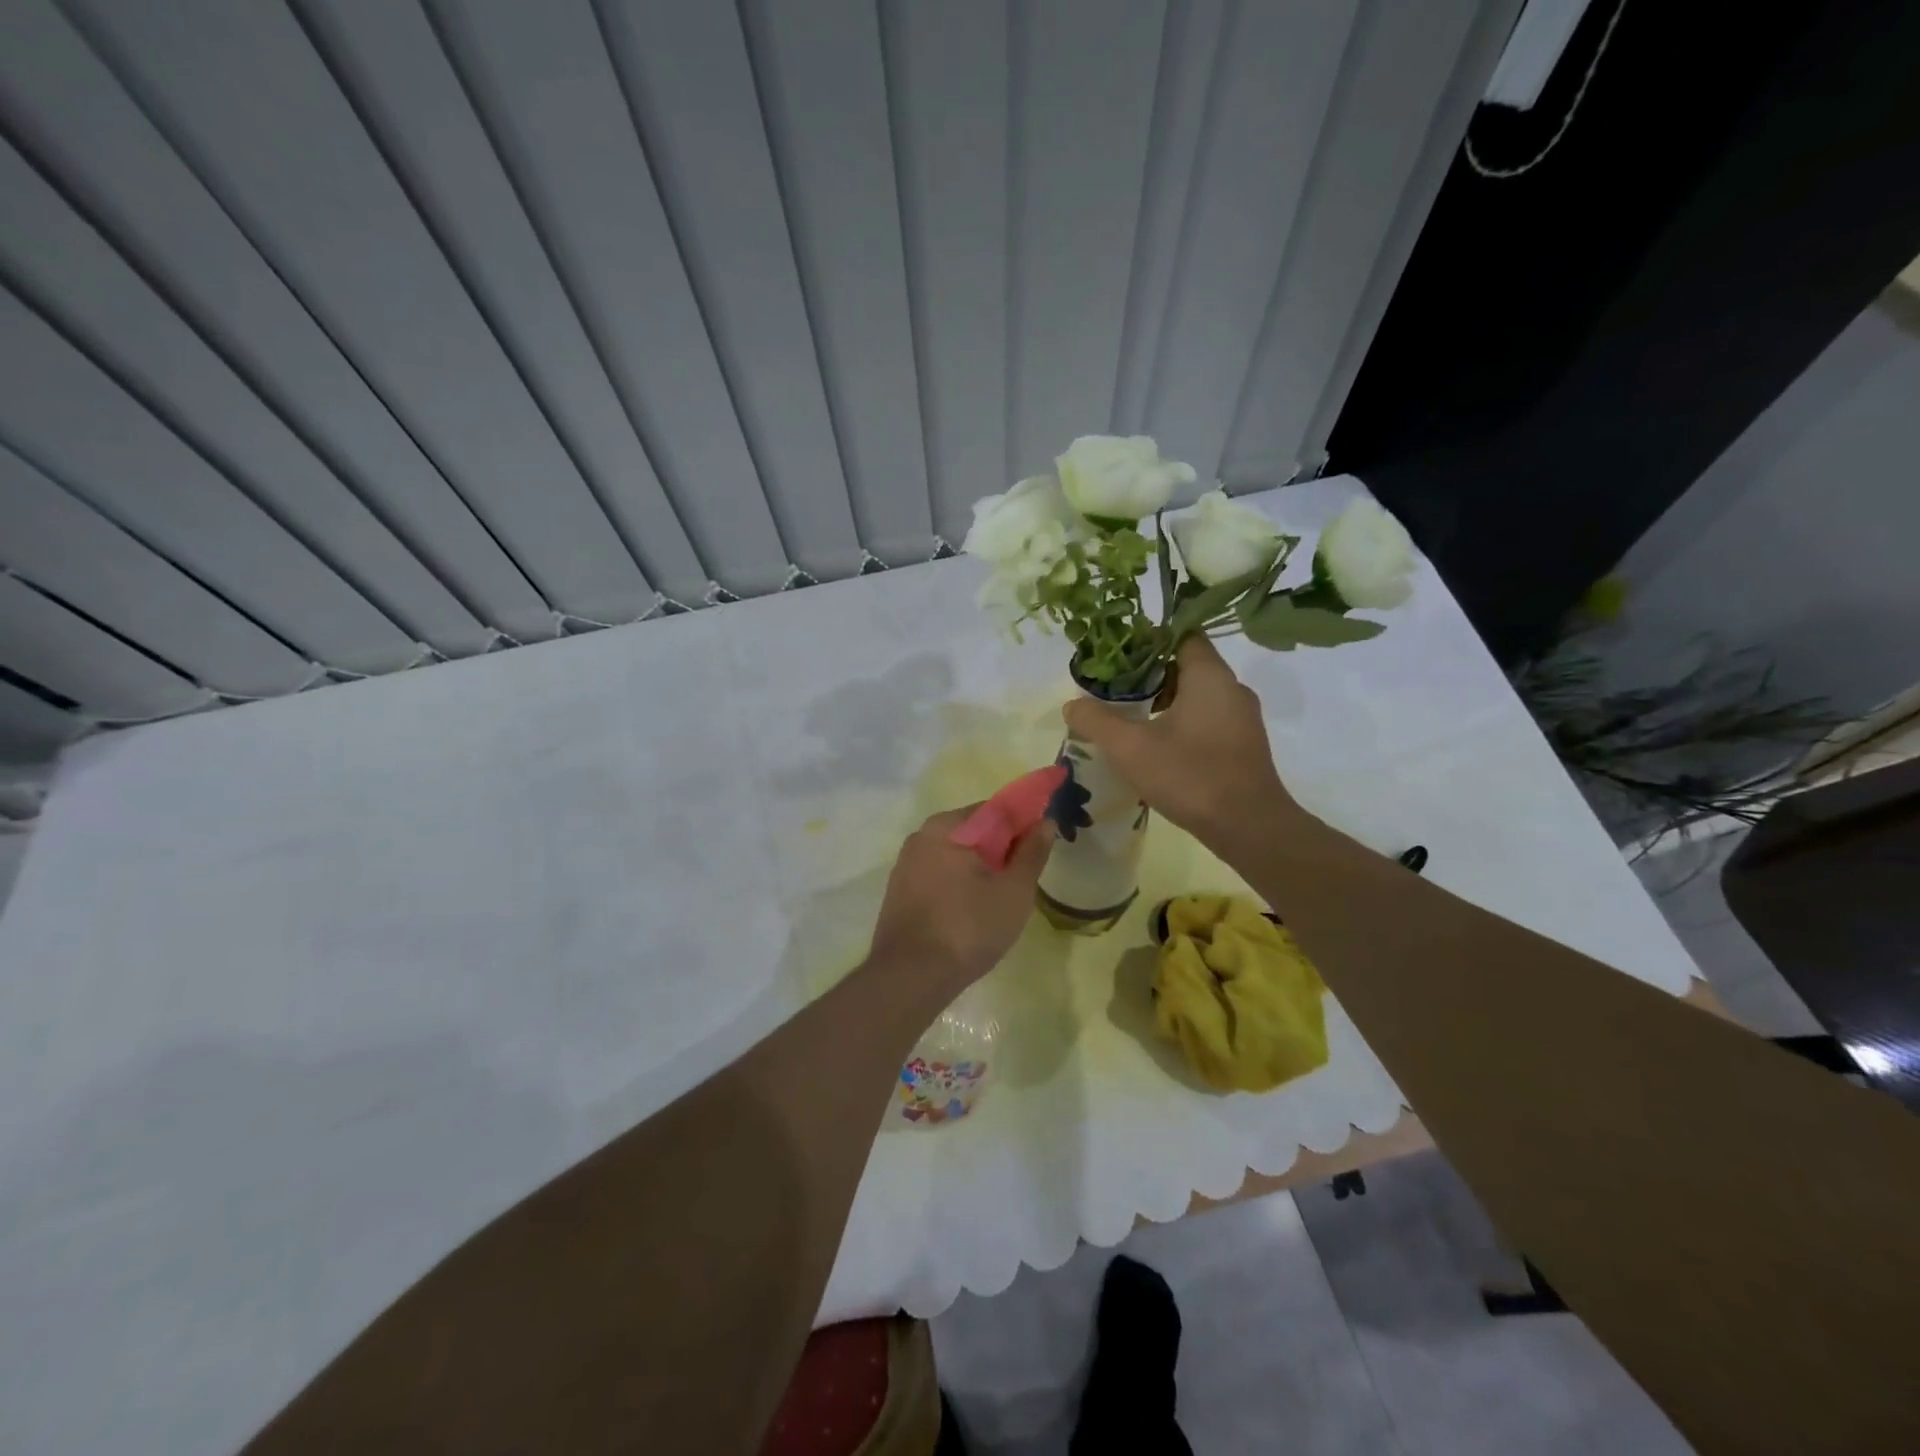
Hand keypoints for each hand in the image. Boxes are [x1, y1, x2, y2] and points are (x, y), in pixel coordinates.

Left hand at [868, 808, 1053, 998]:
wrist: (910, 977)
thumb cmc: (968, 928)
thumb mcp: (1013, 891)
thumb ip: (1031, 853)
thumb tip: (1045, 822)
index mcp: (947, 826)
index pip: (995, 810)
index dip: (1023, 824)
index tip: (1040, 847)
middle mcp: (921, 836)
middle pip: (973, 832)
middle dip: (1001, 849)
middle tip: (1023, 880)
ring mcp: (906, 864)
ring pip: (955, 855)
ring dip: (979, 869)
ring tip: (999, 900)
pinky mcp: (899, 891)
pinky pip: (938, 875)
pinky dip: (958, 884)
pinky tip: (970, 912)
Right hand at [1062, 635, 1302, 858]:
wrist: (1249, 827)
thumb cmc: (1190, 776)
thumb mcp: (1130, 747)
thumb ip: (1096, 721)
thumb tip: (1072, 705)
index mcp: (1210, 676)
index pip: (1182, 634)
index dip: (1148, 638)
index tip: (1118, 654)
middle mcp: (1231, 688)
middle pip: (1186, 665)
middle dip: (1148, 674)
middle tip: (1113, 688)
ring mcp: (1241, 718)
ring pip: (1196, 695)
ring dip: (1163, 702)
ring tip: (1128, 718)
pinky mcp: (1242, 745)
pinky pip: (1207, 719)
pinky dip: (1180, 722)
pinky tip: (1155, 746)